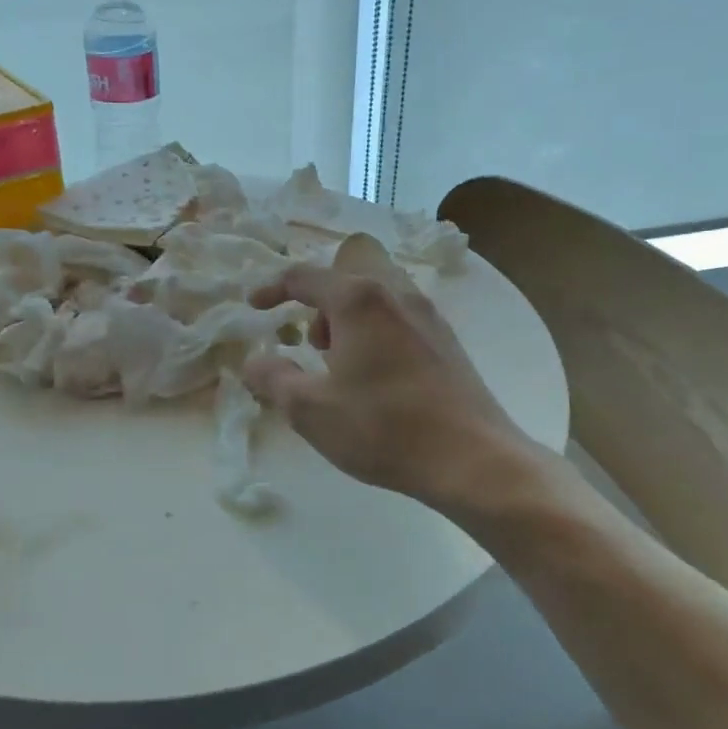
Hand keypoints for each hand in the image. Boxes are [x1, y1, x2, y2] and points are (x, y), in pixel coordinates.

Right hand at [242, 265, 553, 508]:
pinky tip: (376, 377)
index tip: (254, 308)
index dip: (272, 288)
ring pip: (377, 291)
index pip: (303, 276)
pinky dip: (375, 328)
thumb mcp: (310, 410)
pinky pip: (399, 313)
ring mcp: (428, 314)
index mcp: (358, 300)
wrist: (474, 459)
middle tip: (313, 343)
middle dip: (320, 297)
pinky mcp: (446, 339)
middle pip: (348, 269)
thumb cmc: (384, 428)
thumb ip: (274, 379)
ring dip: (349, 314)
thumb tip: (254, 362)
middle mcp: (395, 293)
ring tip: (342, 365)